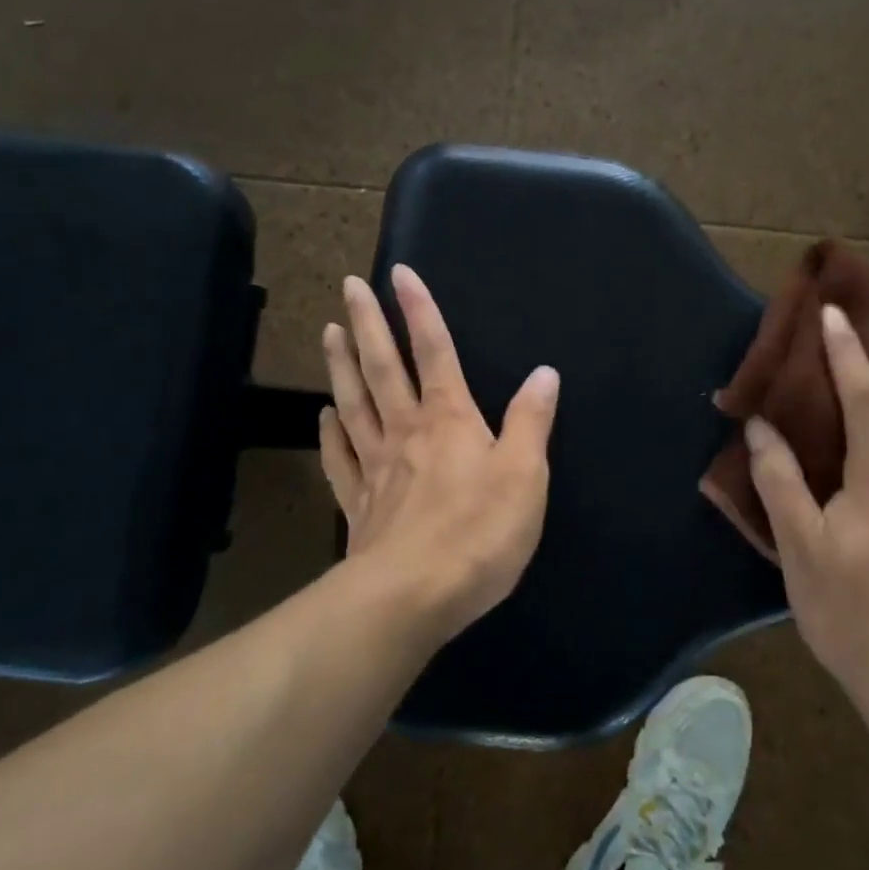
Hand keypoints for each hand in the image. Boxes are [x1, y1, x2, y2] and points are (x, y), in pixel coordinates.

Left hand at [319, 265, 560, 641]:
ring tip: (329, 331)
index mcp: (450, 419)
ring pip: (355, 403)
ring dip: (342, 365)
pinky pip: (341, 457)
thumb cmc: (479, 533)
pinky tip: (324, 415)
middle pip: (384, 367)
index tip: (399, 273)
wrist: (414, 596)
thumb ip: (531, 421)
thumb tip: (544, 373)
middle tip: (348, 286)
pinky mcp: (359, 503)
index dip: (419, 311)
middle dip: (367, 324)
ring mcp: (377, 466)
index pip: (435, 351)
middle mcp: (407, 431)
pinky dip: (331, 432)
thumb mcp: (525, 475)